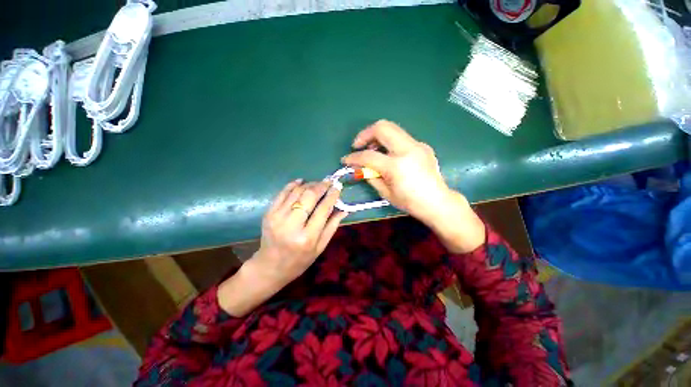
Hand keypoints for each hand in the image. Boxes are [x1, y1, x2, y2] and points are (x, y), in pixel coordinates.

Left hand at [219, 180, 346, 316]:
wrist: (270, 266)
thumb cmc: (300, 260)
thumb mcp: (320, 247)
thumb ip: (332, 226)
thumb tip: (344, 208)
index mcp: (307, 237)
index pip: (323, 209)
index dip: (332, 195)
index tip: (338, 187)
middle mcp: (291, 225)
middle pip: (309, 196)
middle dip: (321, 186)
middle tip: (329, 182)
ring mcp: (277, 217)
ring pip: (296, 192)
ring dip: (309, 184)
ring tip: (318, 184)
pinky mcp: (268, 213)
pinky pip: (282, 192)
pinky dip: (293, 184)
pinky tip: (302, 181)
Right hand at [342, 120, 452, 223]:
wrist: (437, 201)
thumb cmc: (410, 202)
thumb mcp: (385, 193)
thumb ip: (370, 176)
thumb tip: (358, 167)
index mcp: (397, 166)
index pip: (369, 156)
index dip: (353, 157)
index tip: (345, 160)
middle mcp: (408, 150)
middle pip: (382, 128)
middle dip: (365, 134)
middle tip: (358, 145)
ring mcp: (417, 145)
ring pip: (392, 128)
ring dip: (377, 136)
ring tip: (372, 149)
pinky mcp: (422, 145)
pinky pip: (400, 137)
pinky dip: (389, 142)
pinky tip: (388, 154)